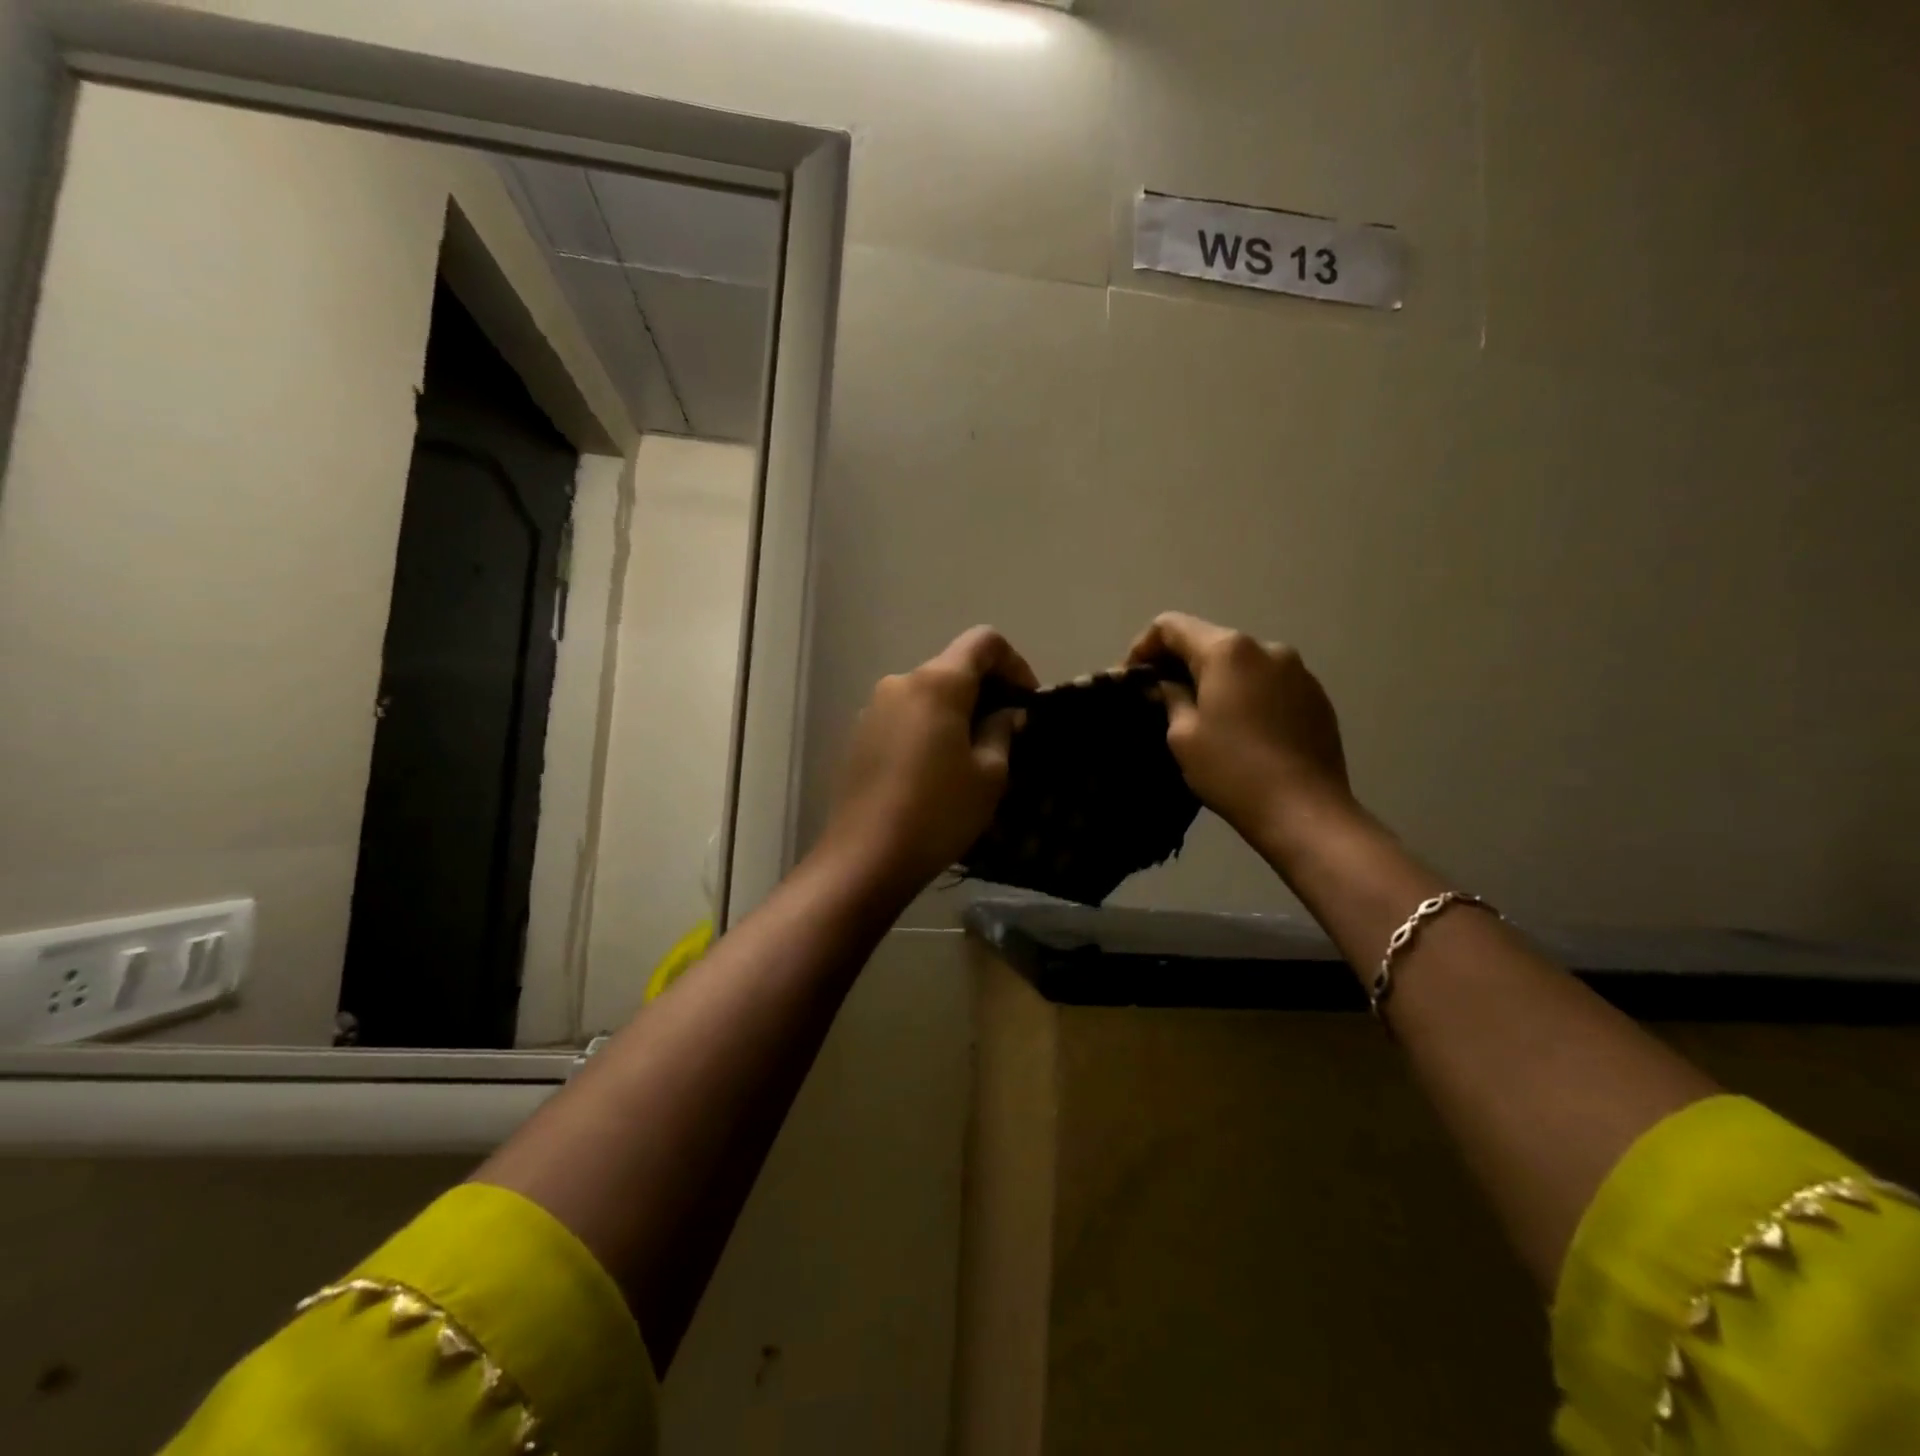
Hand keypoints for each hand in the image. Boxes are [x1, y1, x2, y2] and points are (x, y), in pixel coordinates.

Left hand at [820, 626, 1037, 897]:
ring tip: (971, 755)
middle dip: (985, 691)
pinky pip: (904, 717)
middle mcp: (900, 682)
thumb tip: (1005, 713)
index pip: (983, 642)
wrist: (866, 857)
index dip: (1014, 663)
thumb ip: (1002, 731)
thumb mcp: (989, 775)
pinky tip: (934, 769)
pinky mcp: (858, 736)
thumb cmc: (938, 812)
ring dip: (955, 712)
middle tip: (1006, 732)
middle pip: (952, 667)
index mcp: (937, 683)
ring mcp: (873, 709)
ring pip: (926, 694)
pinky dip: (927, 728)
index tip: (1026, 701)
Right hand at [1127, 612, 1352, 850]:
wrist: (1305, 811)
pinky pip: (1269, 683)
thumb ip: (1170, 698)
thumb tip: (1166, 685)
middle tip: (1161, 697)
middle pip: (1210, 641)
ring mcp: (1298, 671)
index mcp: (1227, 651)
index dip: (1143, 646)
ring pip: (1242, 663)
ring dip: (1216, 679)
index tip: (1132, 677)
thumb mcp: (1183, 735)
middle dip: (1180, 663)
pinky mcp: (1317, 696)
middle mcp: (1266, 648)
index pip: (1172, 626)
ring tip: (1203, 715)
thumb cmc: (1232, 770)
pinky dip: (1246, 694)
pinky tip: (1241, 729)